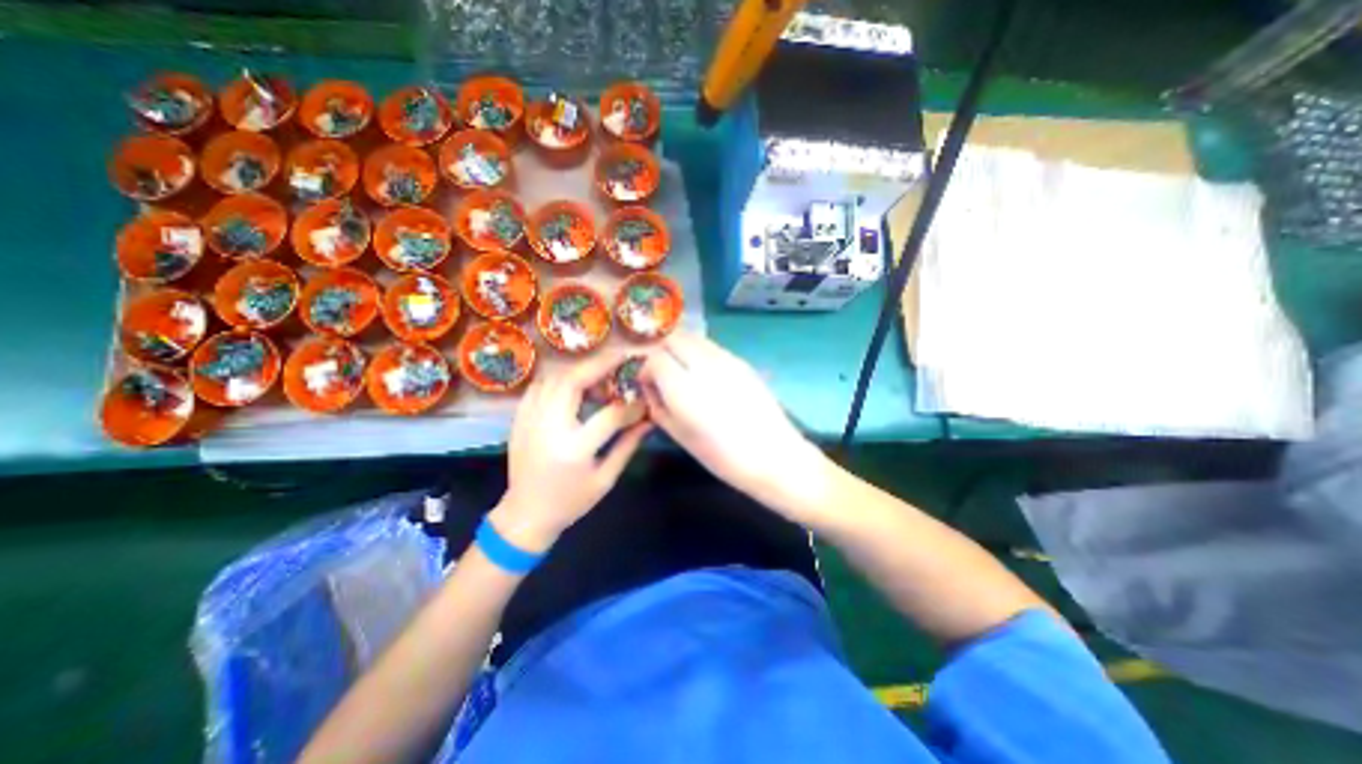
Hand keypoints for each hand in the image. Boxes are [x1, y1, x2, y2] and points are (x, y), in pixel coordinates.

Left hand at [495, 350, 653, 552]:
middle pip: (573, 382)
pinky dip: (559, 378)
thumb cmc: (571, 502)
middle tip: (620, 358)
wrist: (525, 514)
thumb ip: (628, 445)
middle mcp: (548, 428)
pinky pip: (539, 387)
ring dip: (580, 370)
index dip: (631, 405)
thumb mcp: (606, 479)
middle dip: (599, 365)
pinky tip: (575, 383)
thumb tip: (649, 420)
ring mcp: (529, 420)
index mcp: (574, 449)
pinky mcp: (519, 419)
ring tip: (601, 372)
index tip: (644, 399)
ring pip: (554, 379)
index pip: (609, 415)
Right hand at [643, 331, 829, 517]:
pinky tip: (705, 375)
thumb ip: (658, 406)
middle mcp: (704, 365)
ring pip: (694, 338)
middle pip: (674, 338)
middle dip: (661, 351)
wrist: (772, 455)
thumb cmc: (722, 456)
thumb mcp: (680, 436)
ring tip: (683, 371)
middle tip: (661, 372)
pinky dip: (699, 353)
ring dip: (681, 349)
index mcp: (684, 388)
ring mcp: (726, 360)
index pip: (655, 357)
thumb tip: (649, 387)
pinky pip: (712, 347)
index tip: (648, 383)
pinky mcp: (742, 362)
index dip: (646, 368)